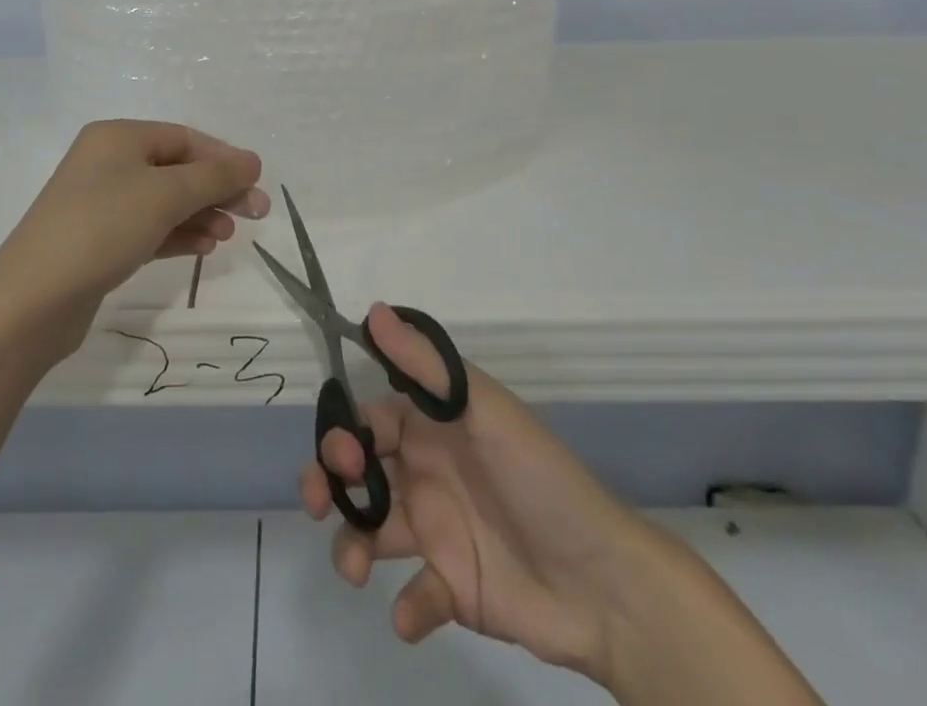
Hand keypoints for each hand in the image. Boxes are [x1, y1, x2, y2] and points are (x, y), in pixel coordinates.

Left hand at [0, 120, 266, 339]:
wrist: (32, 300)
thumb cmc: (103, 227)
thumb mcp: (166, 195)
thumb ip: (214, 176)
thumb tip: (252, 161)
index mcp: (118, 137)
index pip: (185, 138)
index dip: (224, 158)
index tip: (257, 184)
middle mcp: (107, 162)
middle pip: (177, 169)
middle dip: (217, 189)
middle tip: (256, 214)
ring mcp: (100, 203)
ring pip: (164, 201)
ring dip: (200, 214)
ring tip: (228, 235)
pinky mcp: (98, 240)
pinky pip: (148, 227)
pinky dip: (177, 234)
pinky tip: (203, 248)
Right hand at [301, 305, 659, 683]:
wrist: (604, 582)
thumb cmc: (538, 478)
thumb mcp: (483, 410)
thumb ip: (426, 365)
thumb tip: (373, 312)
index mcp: (432, 428)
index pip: (370, 420)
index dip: (345, 432)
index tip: (339, 455)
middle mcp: (427, 474)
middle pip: (359, 473)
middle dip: (329, 484)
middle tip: (322, 504)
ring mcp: (437, 533)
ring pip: (372, 532)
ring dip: (351, 547)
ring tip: (356, 569)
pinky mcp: (452, 589)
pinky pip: (415, 595)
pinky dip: (406, 607)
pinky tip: (413, 614)